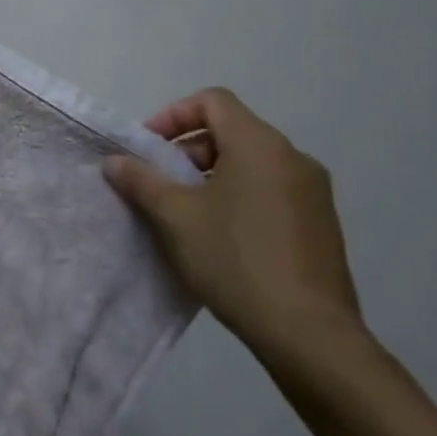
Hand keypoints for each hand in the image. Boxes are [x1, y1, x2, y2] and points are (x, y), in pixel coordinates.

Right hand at [103, 88, 362, 360]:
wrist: (309, 334)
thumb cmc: (235, 260)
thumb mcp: (175, 217)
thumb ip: (141, 180)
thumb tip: (115, 161)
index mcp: (260, 145)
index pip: (213, 101)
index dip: (173, 115)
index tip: (149, 148)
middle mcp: (293, 158)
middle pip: (231, 130)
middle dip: (189, 150)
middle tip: (161, 183)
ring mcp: (313, 192)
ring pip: (251, 162)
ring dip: (212, 175)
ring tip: (186, 212)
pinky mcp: (321, 224)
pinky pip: (271, 190)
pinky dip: (240, 196)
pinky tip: (221, 237)